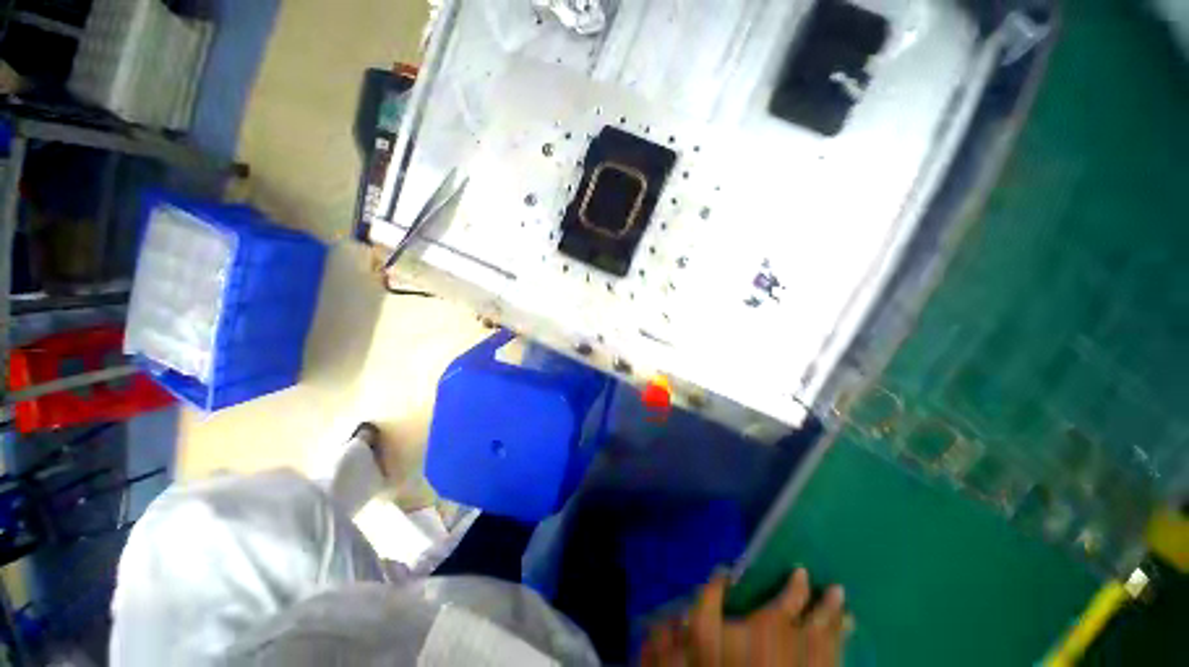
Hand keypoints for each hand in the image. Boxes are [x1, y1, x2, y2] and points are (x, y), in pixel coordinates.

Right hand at [639, 568, 849, 666]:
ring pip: (831, 646)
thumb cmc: (720, 665)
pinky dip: (839, 658)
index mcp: (771, 624)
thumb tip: (724, 569)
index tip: (802, 571)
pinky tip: (842, 654)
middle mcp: (796, 644)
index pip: (791, 597)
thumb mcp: (703, 626)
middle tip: (839, 590)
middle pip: (819, 621)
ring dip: (840, 632)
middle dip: (830, 605)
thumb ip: (711, 594)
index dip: (798, 583)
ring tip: (850, 620)